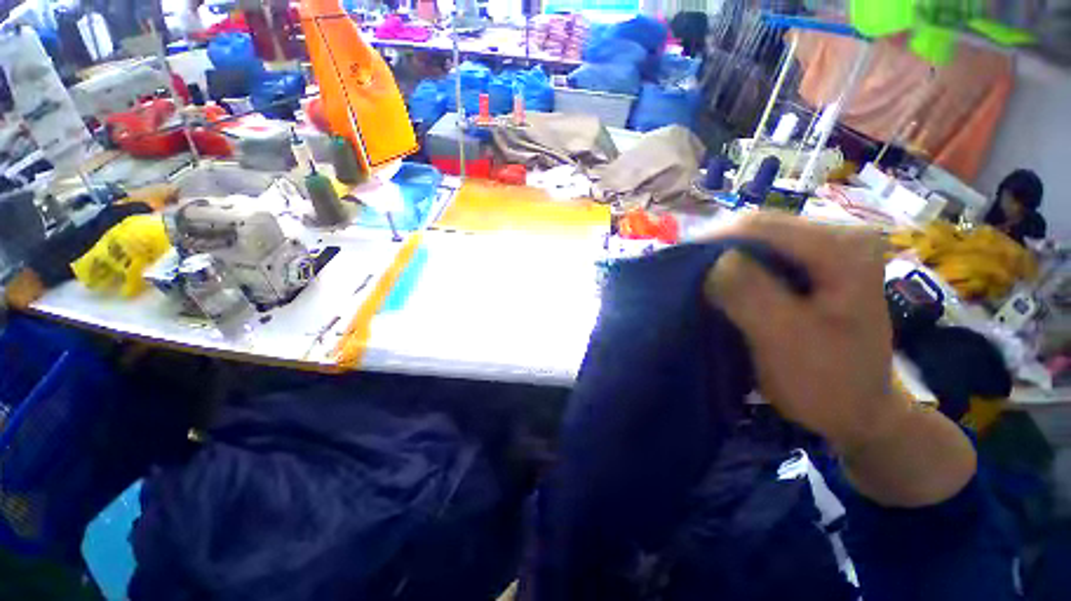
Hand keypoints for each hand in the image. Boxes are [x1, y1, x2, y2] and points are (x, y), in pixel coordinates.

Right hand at [704, 212, 905, 451]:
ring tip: (693, 278)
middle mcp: (838, 236)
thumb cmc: (826, 382)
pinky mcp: (813, 266)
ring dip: (720, 259)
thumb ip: (750, 293)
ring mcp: (826, 250)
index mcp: (843, 248)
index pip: (759, 225)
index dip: (710, 241)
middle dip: (713, 249)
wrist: (856, 410)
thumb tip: (711, 260)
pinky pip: (760, 257)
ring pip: (755, 241)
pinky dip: (733, 269)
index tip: (675, 264)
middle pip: (757, 228)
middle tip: (680, 273)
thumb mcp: (785, 338)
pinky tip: (717, 285)